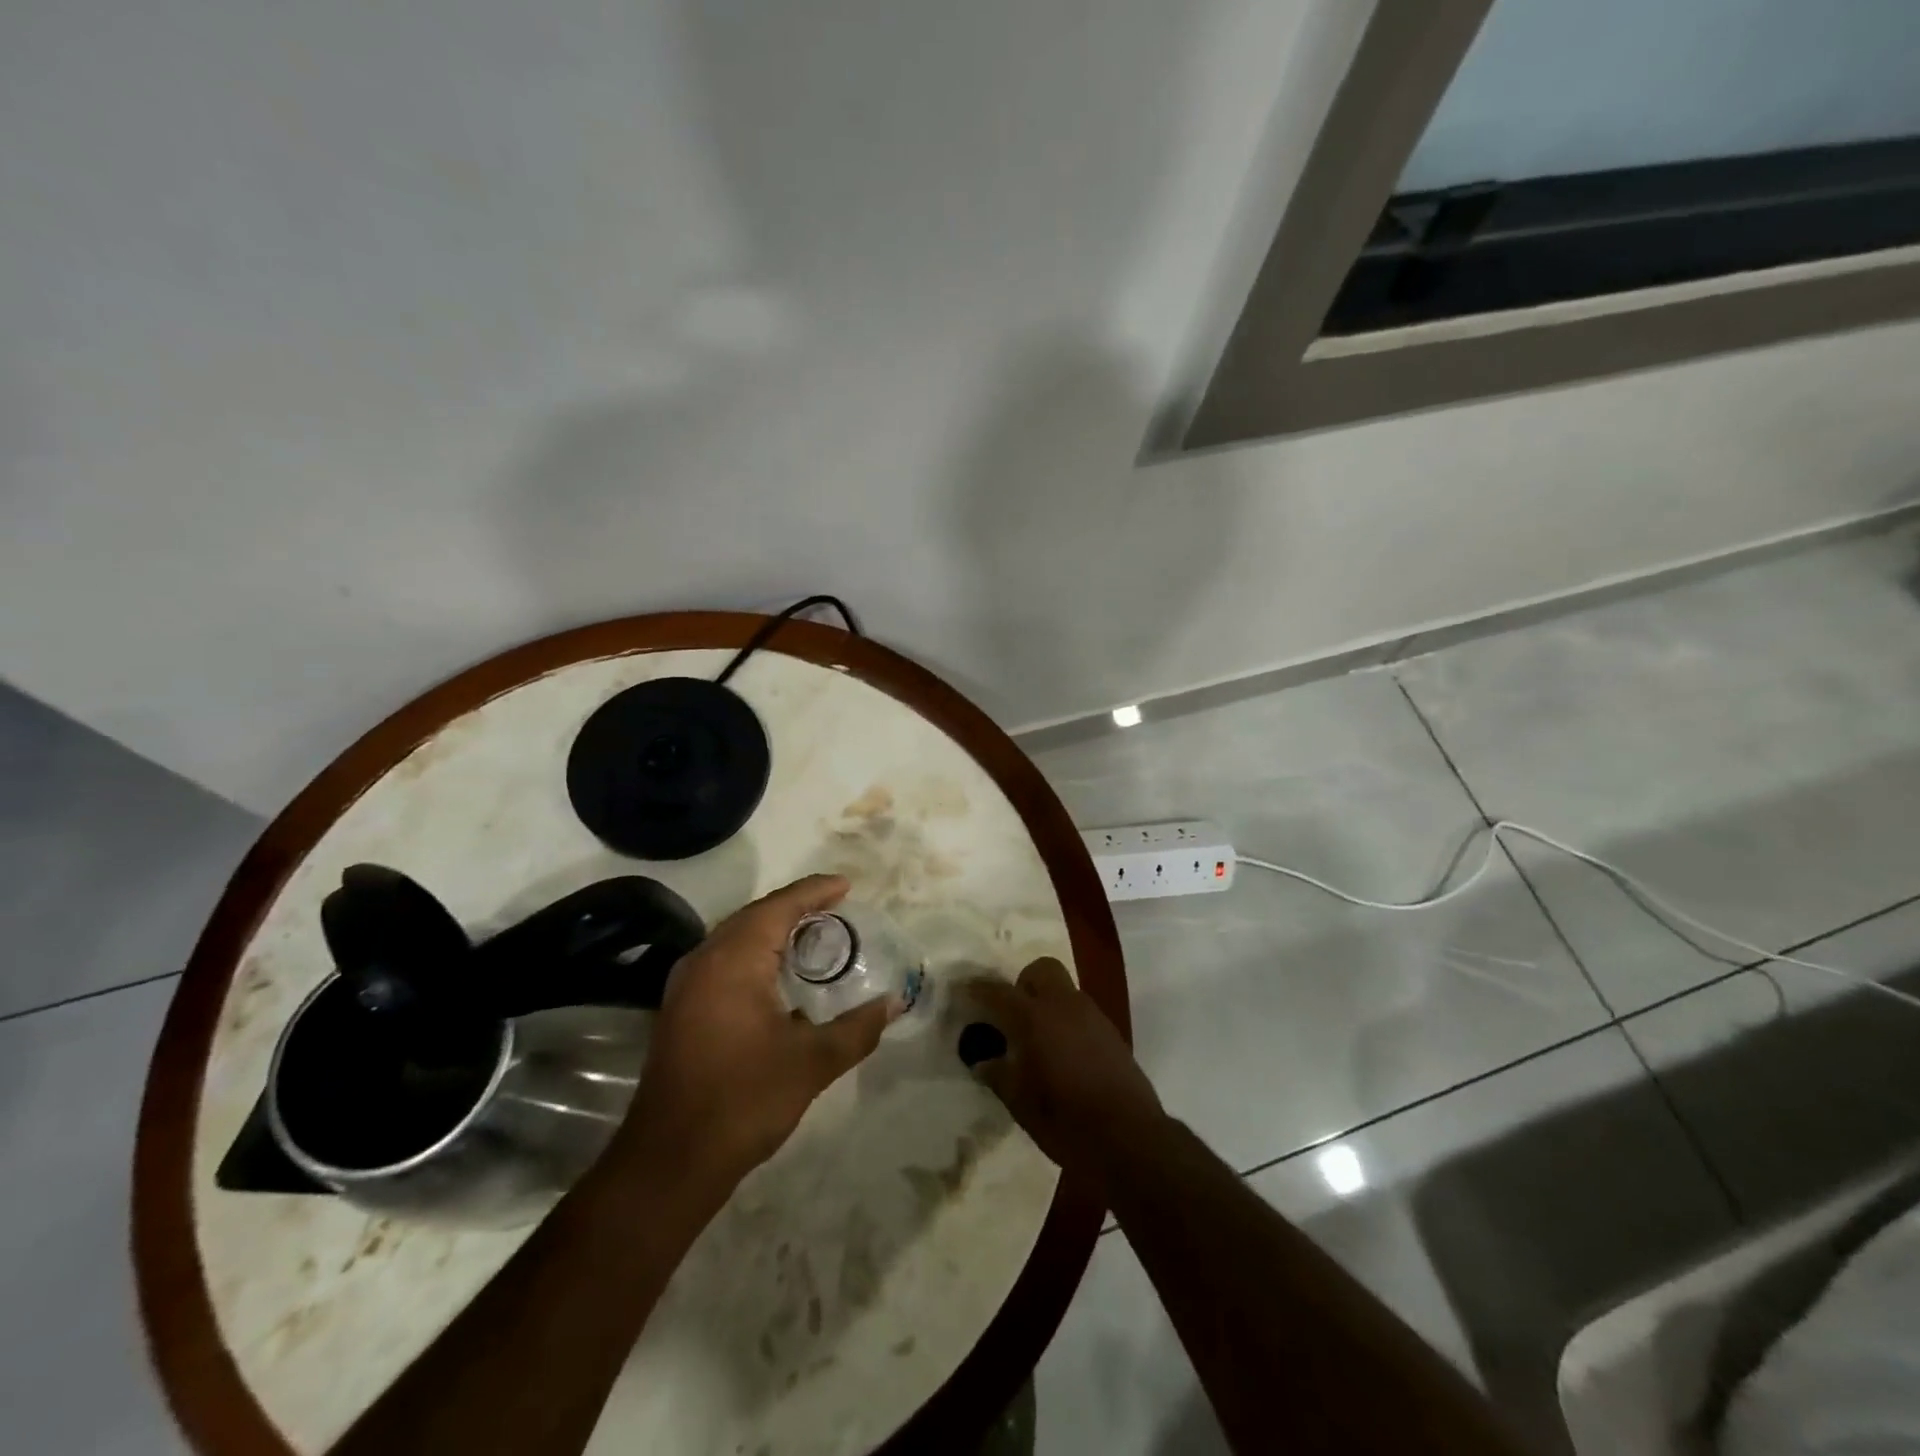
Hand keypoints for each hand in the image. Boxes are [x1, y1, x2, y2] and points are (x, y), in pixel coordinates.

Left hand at [623, 875, 896, 1197]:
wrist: (670, 1160)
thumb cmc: (744, 1099)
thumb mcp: (812, 1062)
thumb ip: (857, 1028)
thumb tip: (893, 1003)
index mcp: (734, 960)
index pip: (779, 906)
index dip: (814, 891)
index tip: (846, 885)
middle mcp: (705, 960)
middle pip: (754, 915)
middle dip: (795, 906)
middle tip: (835, 908)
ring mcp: (686, 985)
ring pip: (735, 937)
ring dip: (773, 929)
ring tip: (812, 934)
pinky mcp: (680, 1009)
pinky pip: (723, 960)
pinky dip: (754, 953)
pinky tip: (777, 976)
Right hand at [963, 958, 1164, 1191]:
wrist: (1130, 1139)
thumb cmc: (1066, 1121)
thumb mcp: (1021, 1103)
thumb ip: (1000, 1076)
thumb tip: (984, 1063)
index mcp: (1036, 1018)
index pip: (1000, 993)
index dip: (979, 990)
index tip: (964, 991)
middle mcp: (1066, 1006)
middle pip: (1042, 971)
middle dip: (1023, 983)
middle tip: (1012, 1015)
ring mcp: (1094, 1017)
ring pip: (1065, 990)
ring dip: (1048, 1002)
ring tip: (1038, 1039)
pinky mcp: (1112, 1033)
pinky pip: (1082, 1012)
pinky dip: (1068, 1021)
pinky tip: (1064, 1055)